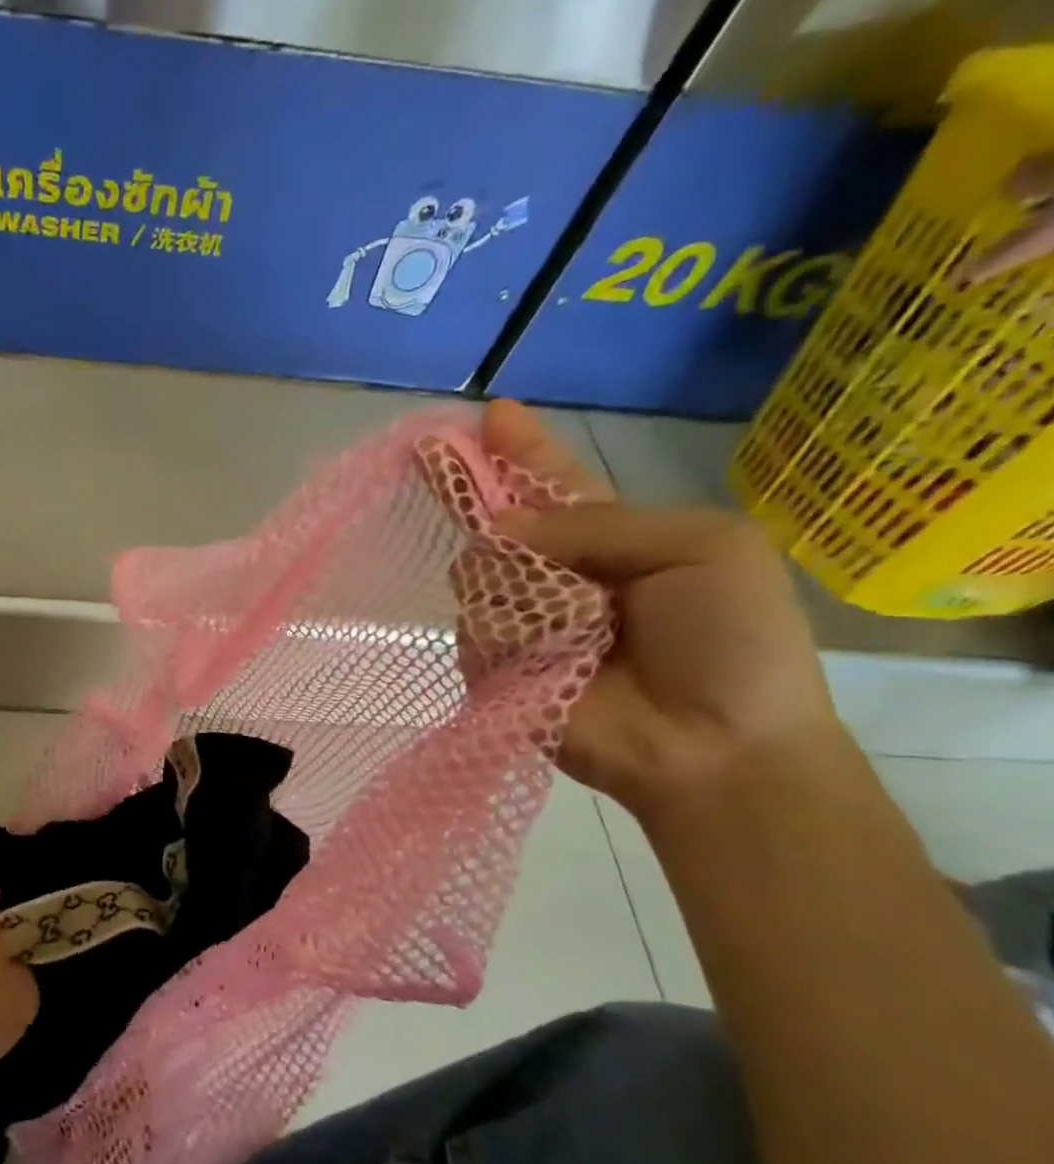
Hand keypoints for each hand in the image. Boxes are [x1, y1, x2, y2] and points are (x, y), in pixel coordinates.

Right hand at [480, 400, 841, 811]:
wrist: (715, 748)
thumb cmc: (731, 642)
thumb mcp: (704, 548)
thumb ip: (602, 524)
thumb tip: (499, 530)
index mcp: (612, 540)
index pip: (552, 486)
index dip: (520, 451)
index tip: (486, 415)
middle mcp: (557, 577)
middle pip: (497, 525)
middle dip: (472, 493)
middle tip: (432, 457)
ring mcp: (522, 625)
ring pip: (477, 576)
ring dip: (511, 584)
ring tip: (573, 624)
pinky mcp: (494, 672)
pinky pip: (475, 633)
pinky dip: (505, 638)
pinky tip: (547, 660)